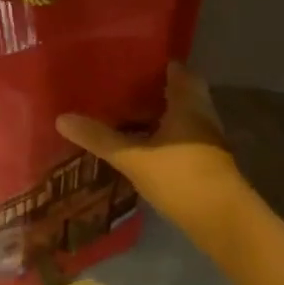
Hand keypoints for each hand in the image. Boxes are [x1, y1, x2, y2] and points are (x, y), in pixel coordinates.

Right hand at [57, 62, 251, 255]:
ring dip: (159, 115)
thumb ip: (99, 138)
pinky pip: (182, 138)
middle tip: (121, 90)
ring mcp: (207, 141)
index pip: (177, 70)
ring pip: (182, 117)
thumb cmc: (181, 178)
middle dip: (154, 90)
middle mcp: (202, 116)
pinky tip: (141, 146)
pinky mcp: (206, 163)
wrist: (223, 221)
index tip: (129, 63)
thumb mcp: (133, 157)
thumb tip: (61, 118)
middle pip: (181, 93)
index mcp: (188, 103)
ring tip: (125, 116)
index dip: (156, 64)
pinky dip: (164, 137)